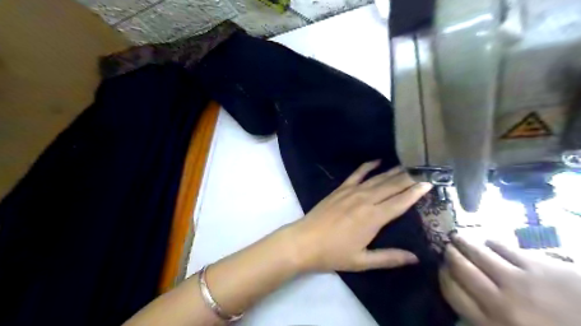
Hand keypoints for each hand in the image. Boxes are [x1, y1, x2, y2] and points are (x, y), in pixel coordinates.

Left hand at [284, 161, 432, 271]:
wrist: (304, 242)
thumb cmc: (333, 254)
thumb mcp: (362, 261)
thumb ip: (389, 258)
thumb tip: (415, 258)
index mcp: (373, 218)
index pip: (400, 202)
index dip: (416, 192)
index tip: (430, 183)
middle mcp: (365, 200)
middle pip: (392, 186)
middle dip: (409, 178)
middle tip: (424, 170)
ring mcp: (351, 192)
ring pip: (377, 179)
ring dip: (393, 171)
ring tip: (408, 165)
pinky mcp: (340, 189)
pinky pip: (357, 174)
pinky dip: (367, 166)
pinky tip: (377, 161)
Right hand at [443, 235, 580, 324]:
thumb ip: (481, 317)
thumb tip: (459, 289)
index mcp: (492, 324)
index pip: (452, 291)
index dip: (442, 275)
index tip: (441, 267)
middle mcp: (500, 301)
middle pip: (461, 267)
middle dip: (450, 254)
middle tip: (447, 248)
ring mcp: (520, 281)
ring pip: (478, 253)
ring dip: (464, 243)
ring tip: (459, 238)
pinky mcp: (539, 267)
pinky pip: (503, 247)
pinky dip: (491, 243)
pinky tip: (489, 243)